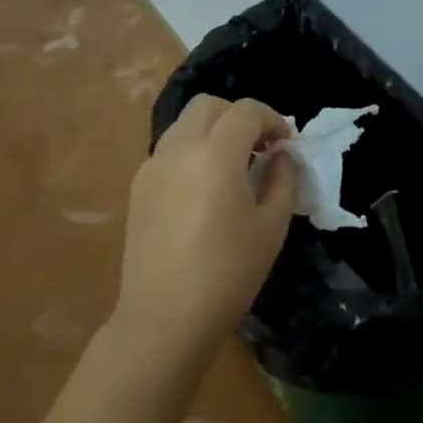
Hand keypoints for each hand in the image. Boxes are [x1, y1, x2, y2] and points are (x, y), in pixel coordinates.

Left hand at [113, 95, 296, 367]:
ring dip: (212, 132)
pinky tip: (203, 190)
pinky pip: (168, 151)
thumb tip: (281, 156)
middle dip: (238, 117)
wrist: (164, 317)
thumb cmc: (228, 274)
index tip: (284, 145)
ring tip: (231, 168)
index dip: (271, 119)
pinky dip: (191, 152)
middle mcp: (179, 149)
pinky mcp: (138, 187)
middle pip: (208, 105)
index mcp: (216, 154)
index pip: (245, 111)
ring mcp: (152, 166)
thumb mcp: (271, 227)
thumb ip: (282, 180)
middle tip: (258, 149)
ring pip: (184, 125)